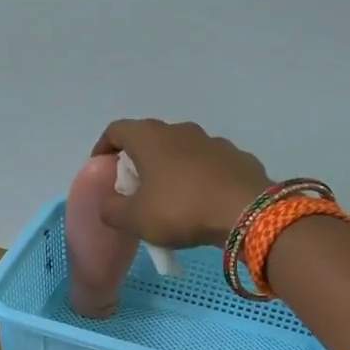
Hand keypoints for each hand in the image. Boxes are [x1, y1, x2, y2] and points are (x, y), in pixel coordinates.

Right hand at [93, 119, 271, 247]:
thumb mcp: (134, 219)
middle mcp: (180, 130)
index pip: (116, 130)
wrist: (246, 212)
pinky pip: (208, 165)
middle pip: (150, 139)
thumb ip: (111, 209)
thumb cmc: (180, 209)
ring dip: (171, 168)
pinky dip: (199, 178)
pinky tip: (202, 202)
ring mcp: (212, 141)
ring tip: (170, 198)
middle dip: (138, 161)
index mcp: (149, 138)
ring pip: (181, 151)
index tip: (102, 168)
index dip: (104, 147)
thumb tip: (110, 204)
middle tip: (134, 189)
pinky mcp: (237, 157)